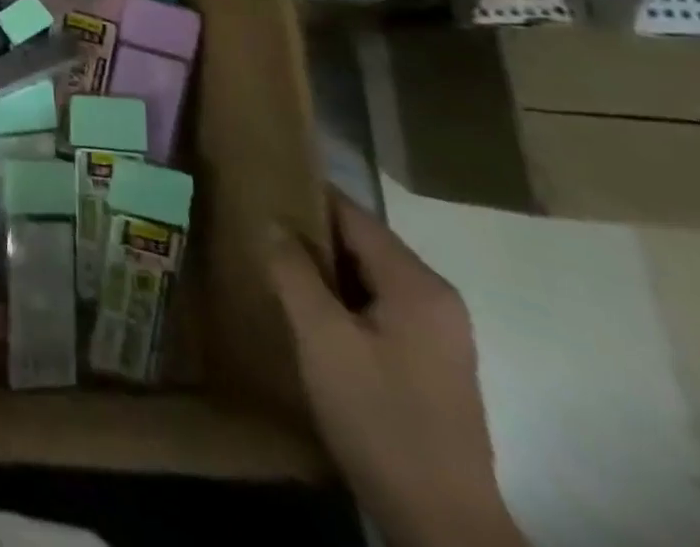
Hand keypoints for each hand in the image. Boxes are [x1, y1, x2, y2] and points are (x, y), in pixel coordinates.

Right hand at [267, 191, 525, 546]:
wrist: (443, 525)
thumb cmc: (380, 418)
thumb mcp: (323, 339)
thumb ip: (294, 272)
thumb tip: (273, 223)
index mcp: (418, 284)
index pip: (353, 215)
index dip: (304, 197)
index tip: (258, 186)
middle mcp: (437, 299)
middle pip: (362, 244)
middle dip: (311, 235)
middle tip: (256, 227)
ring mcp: (439, 334)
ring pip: (368, 278)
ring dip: (324, 270)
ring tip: (272, 263)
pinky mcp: (431, 364)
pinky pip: (378, 308)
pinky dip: (342, 299)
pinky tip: (306, 311)